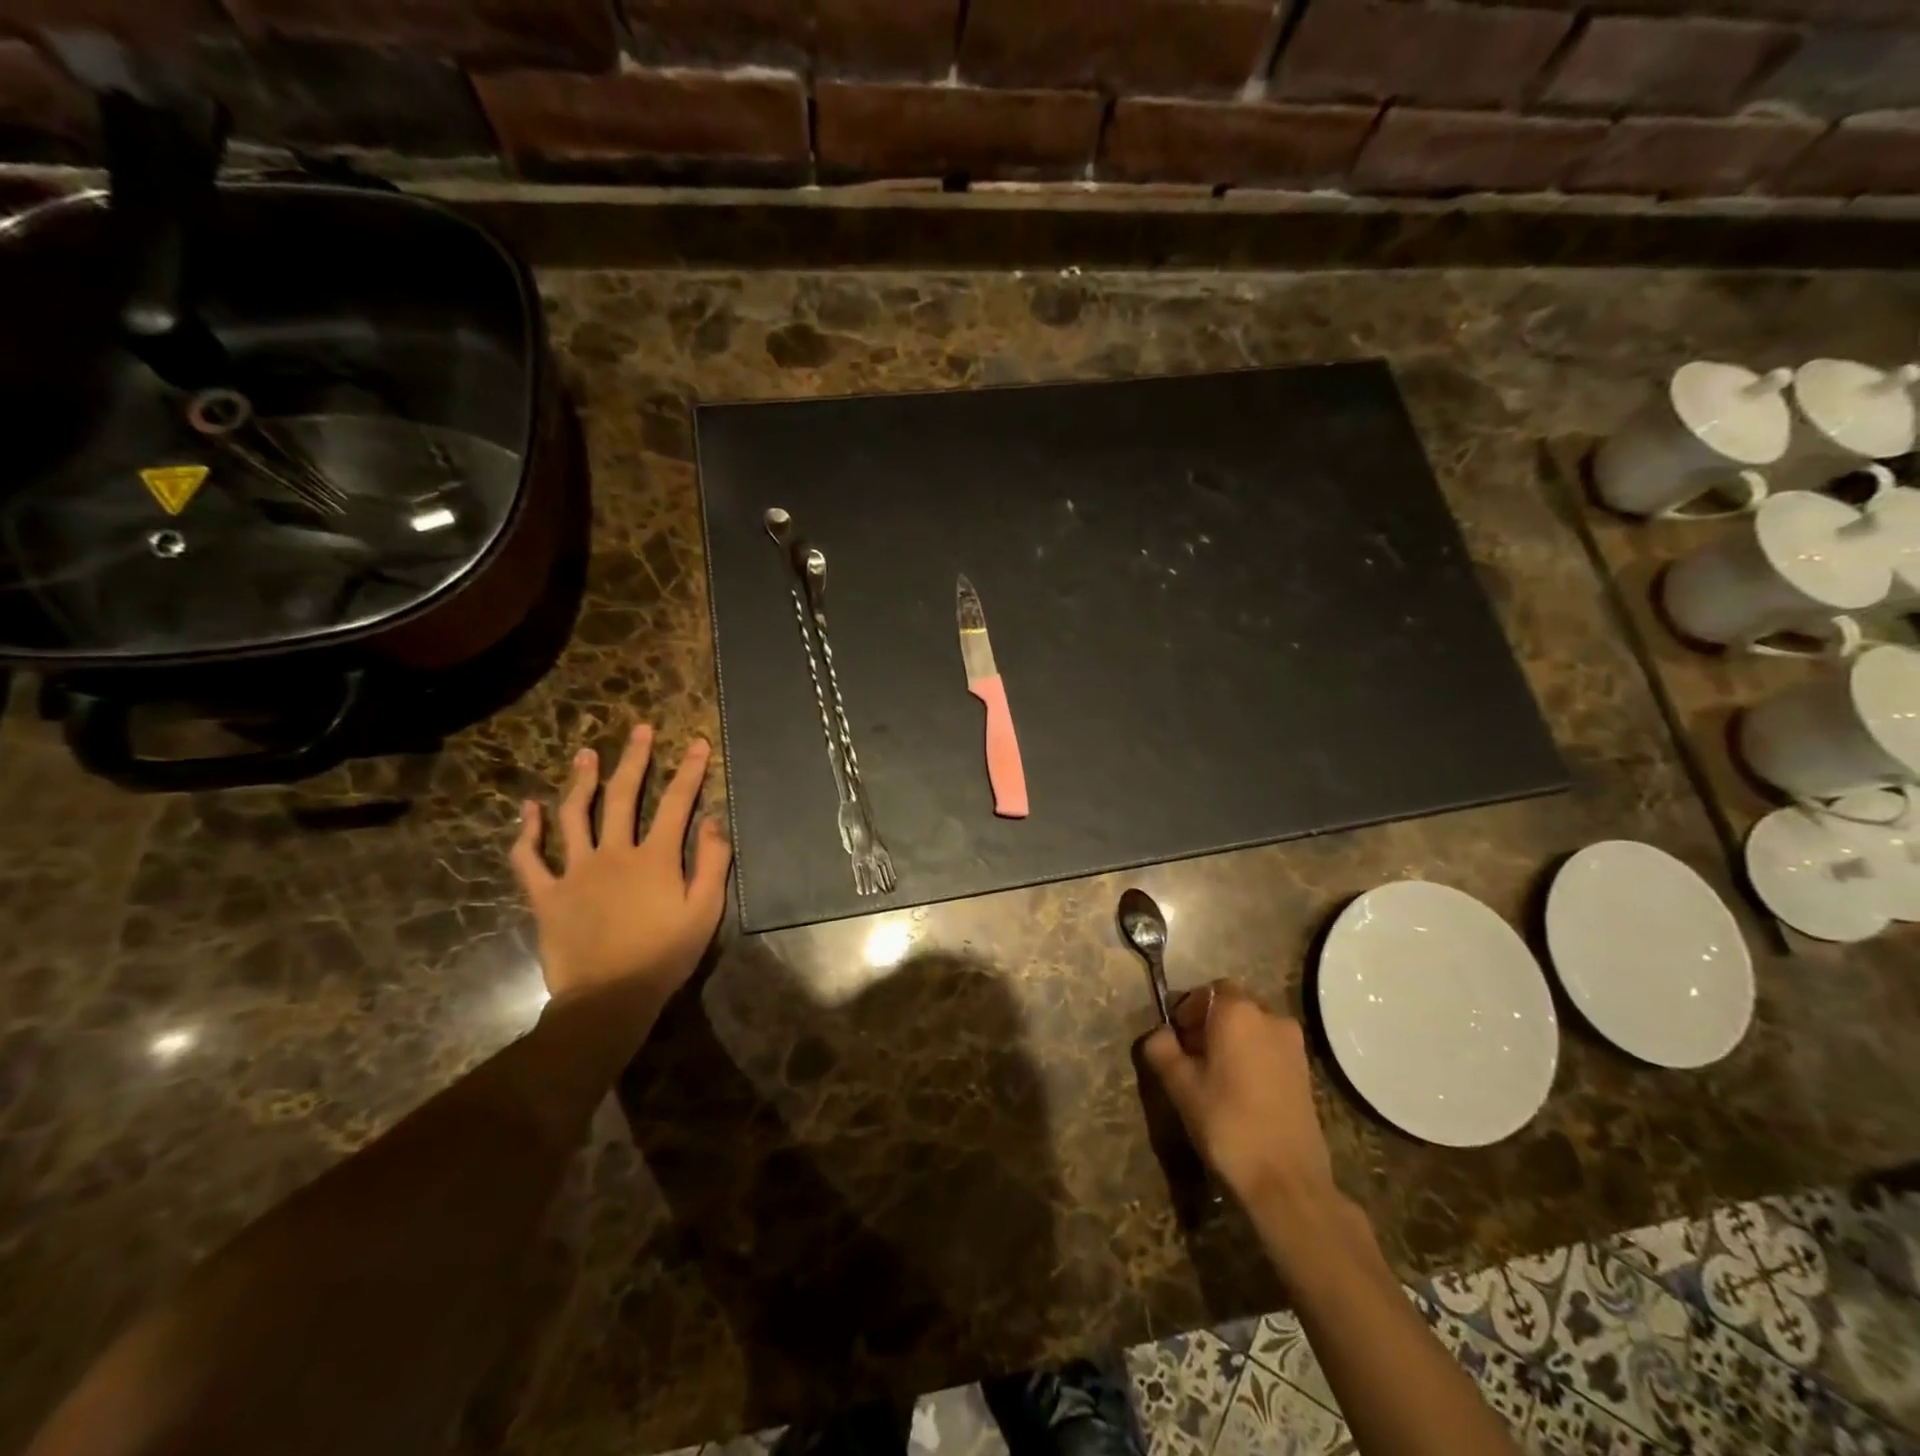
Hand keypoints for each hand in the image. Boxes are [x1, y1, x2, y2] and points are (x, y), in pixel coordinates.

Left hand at [510, 724, 730, 1001]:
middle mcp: (614, 853)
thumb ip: (713, 863)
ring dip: (581, 781)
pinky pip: (530, 859)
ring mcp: (575, 871)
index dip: (689, 771)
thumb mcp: (705, 911)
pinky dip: (527, 832)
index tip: (696, 743)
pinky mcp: (546, 895)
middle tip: (639, 730)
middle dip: (634, 759)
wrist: (609, 999)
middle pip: (622, 796)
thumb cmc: (665, 956)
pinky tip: (528, 808)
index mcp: (655, 858)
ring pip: (574, 816)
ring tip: (586, 753)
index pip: (676, 803)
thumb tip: (714, 820)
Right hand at [1142, 981, 1337, 1212]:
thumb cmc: (1227, 1122)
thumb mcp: (1180, 1085)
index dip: (1186, 1010)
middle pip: (1232, 1005)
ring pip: (1252, 1026)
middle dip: (1208, 1022)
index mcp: (1237, 1011)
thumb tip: (1159, 1034)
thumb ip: (1162, 1049)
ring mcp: (1293, 1044)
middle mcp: (1270, 1016)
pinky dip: (1252, 1055)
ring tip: (1214, 1074)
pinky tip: (1239, 1088)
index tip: (1174, 1038)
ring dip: (1231, 1039)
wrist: (1286, 1179)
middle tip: (1190, 1054)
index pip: (1206, 991)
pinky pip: (1269, 1047)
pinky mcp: (1305, 1070)